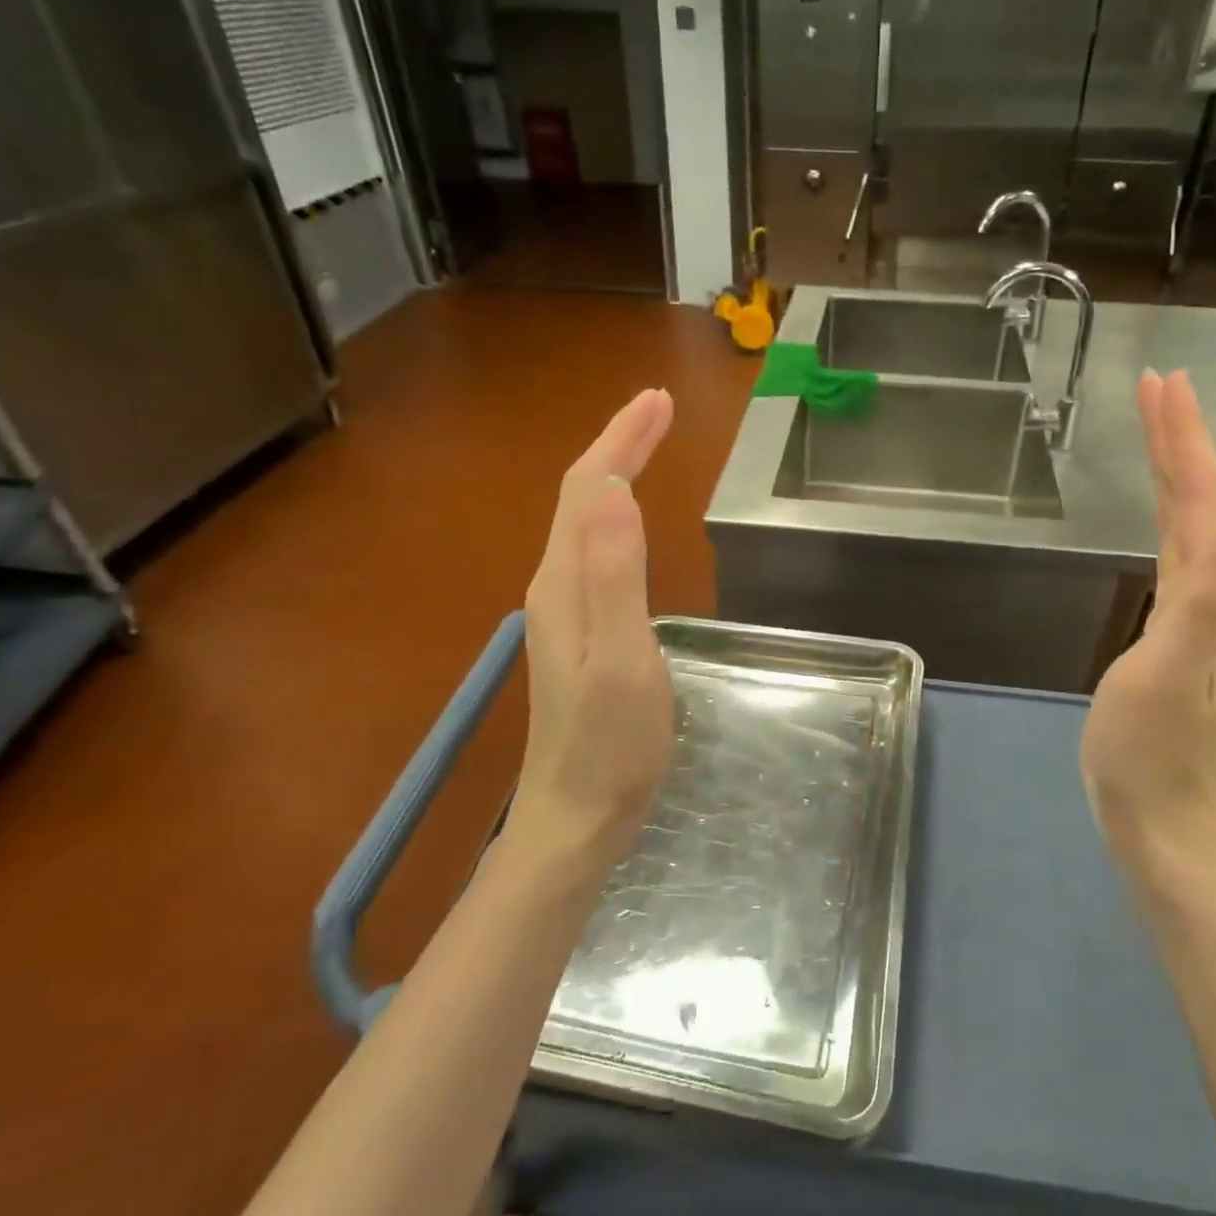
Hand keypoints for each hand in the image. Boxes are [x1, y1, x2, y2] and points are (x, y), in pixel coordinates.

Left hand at [503, 389, 676, 869]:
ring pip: (586, 519)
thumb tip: (612, 487)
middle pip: (581, 495)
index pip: (587, 486)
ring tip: (649, 445)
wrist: (577, 814)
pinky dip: (617, 513)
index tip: (659, 401)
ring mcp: (565, 609)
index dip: (620, 439)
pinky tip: (632, 518)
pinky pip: (596, 549)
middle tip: (660, 409)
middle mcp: (556, 583)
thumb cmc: (609, 742)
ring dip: (617, 472)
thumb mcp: (621, 655)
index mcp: (565, 581)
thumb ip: (614, 572)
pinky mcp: (581, 630)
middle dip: (619, 443)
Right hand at [1080, 370, 1215, 892]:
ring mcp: (1201, 622)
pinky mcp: (1178, 641)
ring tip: (1157, 438)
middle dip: (1180, 442)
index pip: (1202, 498)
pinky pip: (1177, 560)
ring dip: (1176, 477)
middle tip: (1157, 389)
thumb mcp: (1168, 672)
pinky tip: (1163, 528)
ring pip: (1192, 529)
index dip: (1183, 439)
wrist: (1161, 829)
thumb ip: (1211, 596)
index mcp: (1214, 596)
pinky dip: (1167, 523)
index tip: (1162, 383)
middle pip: (1203, 503)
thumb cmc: (1150, 756)